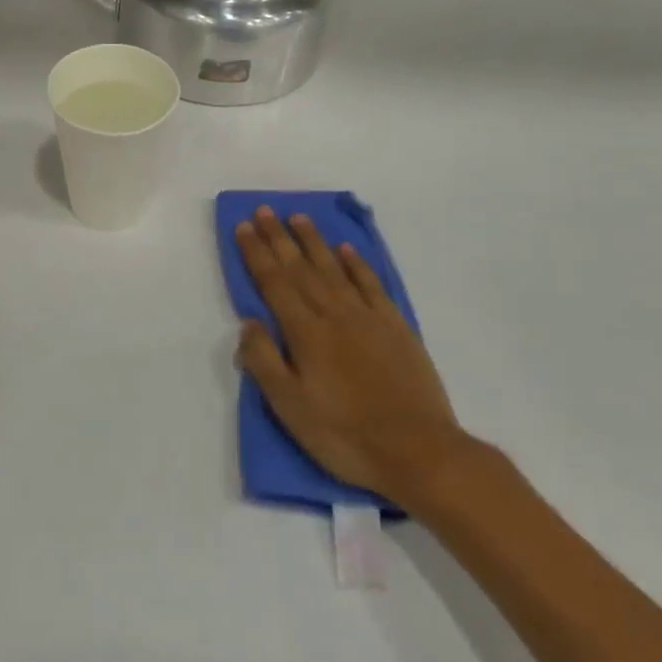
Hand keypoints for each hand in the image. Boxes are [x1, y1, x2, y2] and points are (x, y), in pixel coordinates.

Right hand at [236, 208, 468, 504]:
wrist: (419, 451)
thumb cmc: (345, 435)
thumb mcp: (291, 408)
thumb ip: (264, 361)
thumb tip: (248, 321)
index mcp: (305, 333)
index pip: (274, 283)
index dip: (256, 254)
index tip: (243, 227)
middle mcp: (333, 314)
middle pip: (300, 268)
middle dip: (278, 238)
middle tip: (264, 210)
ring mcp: (367, 317)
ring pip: (334, 268)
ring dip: (313, 241)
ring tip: (298, 217)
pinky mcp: (396, 327)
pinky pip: (371, 285)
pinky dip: (357, 264)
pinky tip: (346, 250)